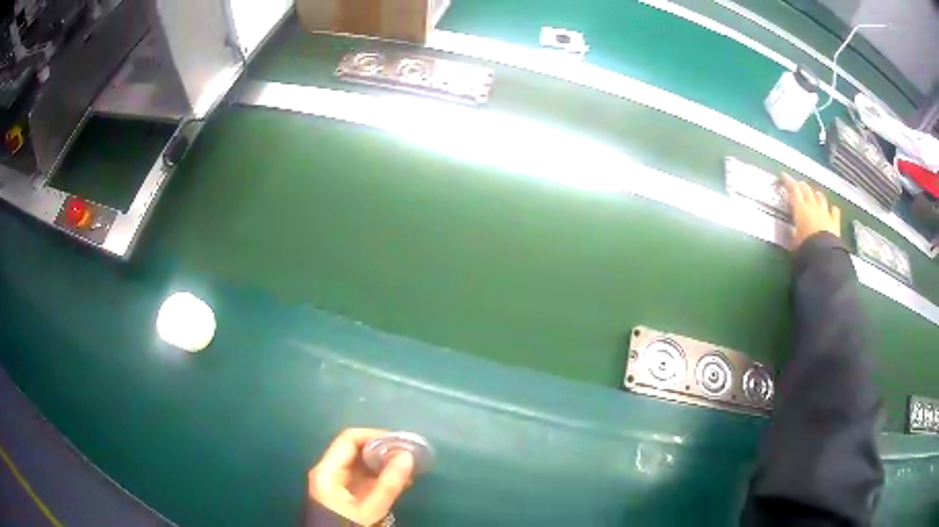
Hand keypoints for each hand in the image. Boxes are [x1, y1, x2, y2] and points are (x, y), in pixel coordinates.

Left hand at [309, 429, 414, 525]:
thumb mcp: (368, 510)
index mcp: (327, 471)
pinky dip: (382, 478)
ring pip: (362, 465)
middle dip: (383, 451)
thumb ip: (387, 485)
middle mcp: (330, 472)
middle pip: (356, 451)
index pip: (349, 440)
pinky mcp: (346, 496)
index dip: (375, 436)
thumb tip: (407, 456)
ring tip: (410, 469)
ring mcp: (337, 484)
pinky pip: (364, 479)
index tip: (401, 442)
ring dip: (385, 465)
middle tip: (410, 455)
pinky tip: (401, 481)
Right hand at [782, 174, 840, 249]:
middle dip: (801, 186)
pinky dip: (833, 210)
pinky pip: (835, 212)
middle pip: (807, 190)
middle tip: (797, 185)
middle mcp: (813, 206)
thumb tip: (793, 229)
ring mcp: (825, 213)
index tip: (782, 175)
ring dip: (816, 195)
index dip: (788, 181)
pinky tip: (832, 209)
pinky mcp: (834, 222)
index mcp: (801, 208)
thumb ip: (793, 232)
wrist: (824, 253)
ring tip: (814, 195)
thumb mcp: (794, 240)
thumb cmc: (806, 246)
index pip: (793, 189)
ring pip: (820, 198)